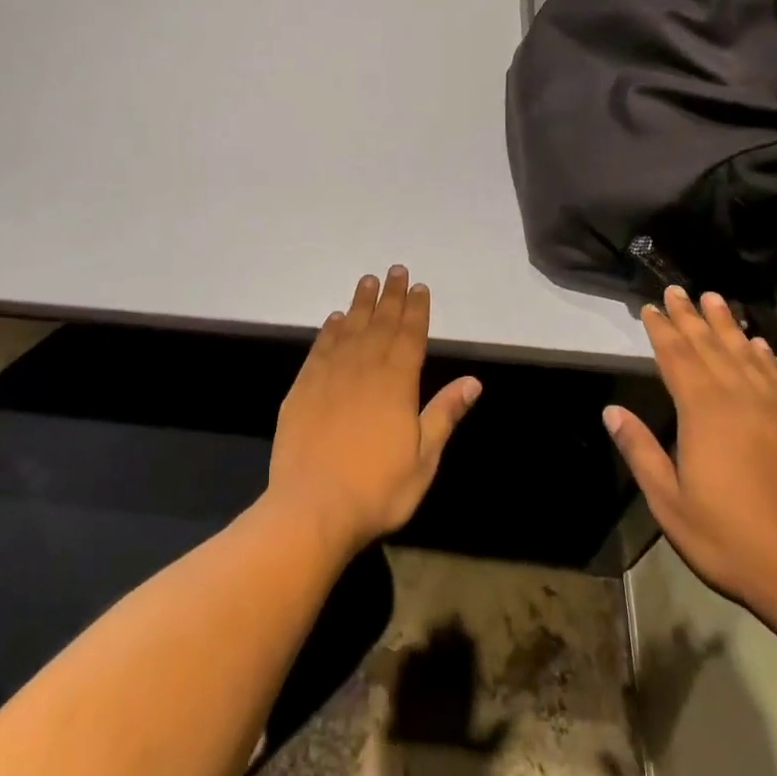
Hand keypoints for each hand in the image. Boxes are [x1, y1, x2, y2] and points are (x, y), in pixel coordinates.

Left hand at [267, 266, 481, 557]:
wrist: (312, 506)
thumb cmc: (377, 489)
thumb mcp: (424, 459)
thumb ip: (444, 414)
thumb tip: (473, 381)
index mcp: (397, 384)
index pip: (410, 336)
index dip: (416, 309)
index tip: (419, 286)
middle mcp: (364, 369)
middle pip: (380, 323)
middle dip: (390, 296)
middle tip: (395, 269)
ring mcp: (330, 375)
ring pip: (349, 329)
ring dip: (360, 303)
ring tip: (367, 281)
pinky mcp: (303, 387)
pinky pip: (320, 348)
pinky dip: (329, 330)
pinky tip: (334, 319)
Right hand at [602, 286, 776, 636]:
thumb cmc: (732, 540)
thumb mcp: (670, 503)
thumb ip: (641, 452)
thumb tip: (612, 412)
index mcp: (704, 414)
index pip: (677, 358)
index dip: (662, 331)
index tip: (651, 308)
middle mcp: (741, 401)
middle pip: (711, 348)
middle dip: (691, 318)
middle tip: (678, 291)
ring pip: (747, 356)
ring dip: (728, 327)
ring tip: (716, 300)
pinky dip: (766, 358)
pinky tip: (760, 347)